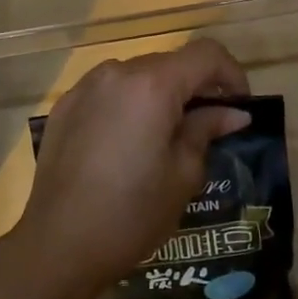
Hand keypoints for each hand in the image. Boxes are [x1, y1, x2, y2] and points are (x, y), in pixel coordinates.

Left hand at [14, 39, 252, 298]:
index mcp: (152, 85)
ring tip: (165, 140)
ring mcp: (85, 87)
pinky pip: (108, 93)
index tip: (239, 107)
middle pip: (169, 64)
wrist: (58, 244)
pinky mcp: (64, 107)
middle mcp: (117, 72)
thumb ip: (206, 130)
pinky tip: (126, 146)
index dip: (231, 74)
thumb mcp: (183, 175)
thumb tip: (232, 113)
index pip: (205, 54)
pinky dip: (128, 106)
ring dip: (160, 96)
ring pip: (137, 77)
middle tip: (207, 128)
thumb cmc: (132, 213)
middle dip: (195, 88)